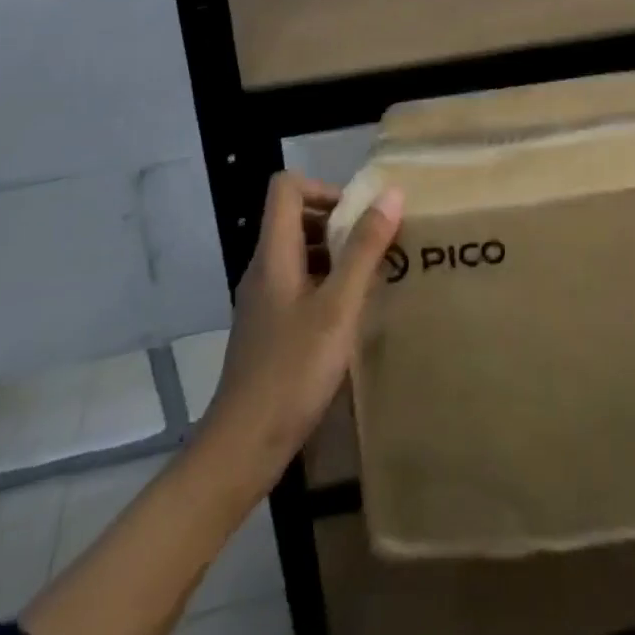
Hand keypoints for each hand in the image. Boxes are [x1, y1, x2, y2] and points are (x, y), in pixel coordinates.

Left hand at [199, 172, 402, 495]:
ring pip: (299, 252)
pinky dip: (326, 283)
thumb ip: (364, 249)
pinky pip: (298, 283)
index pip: (286, 187)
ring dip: (335, 253)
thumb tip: (391, 194)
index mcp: (273, 254)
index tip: (358, 215)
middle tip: (374, 244)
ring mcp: (263, 300)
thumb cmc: (292, 371)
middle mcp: (263, 268)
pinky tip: (350, 314)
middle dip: (337, 221)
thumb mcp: (338, 307)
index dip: (324, 188)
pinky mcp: (269, 327)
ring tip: (371, 276)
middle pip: (294, 217)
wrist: (242, 447)